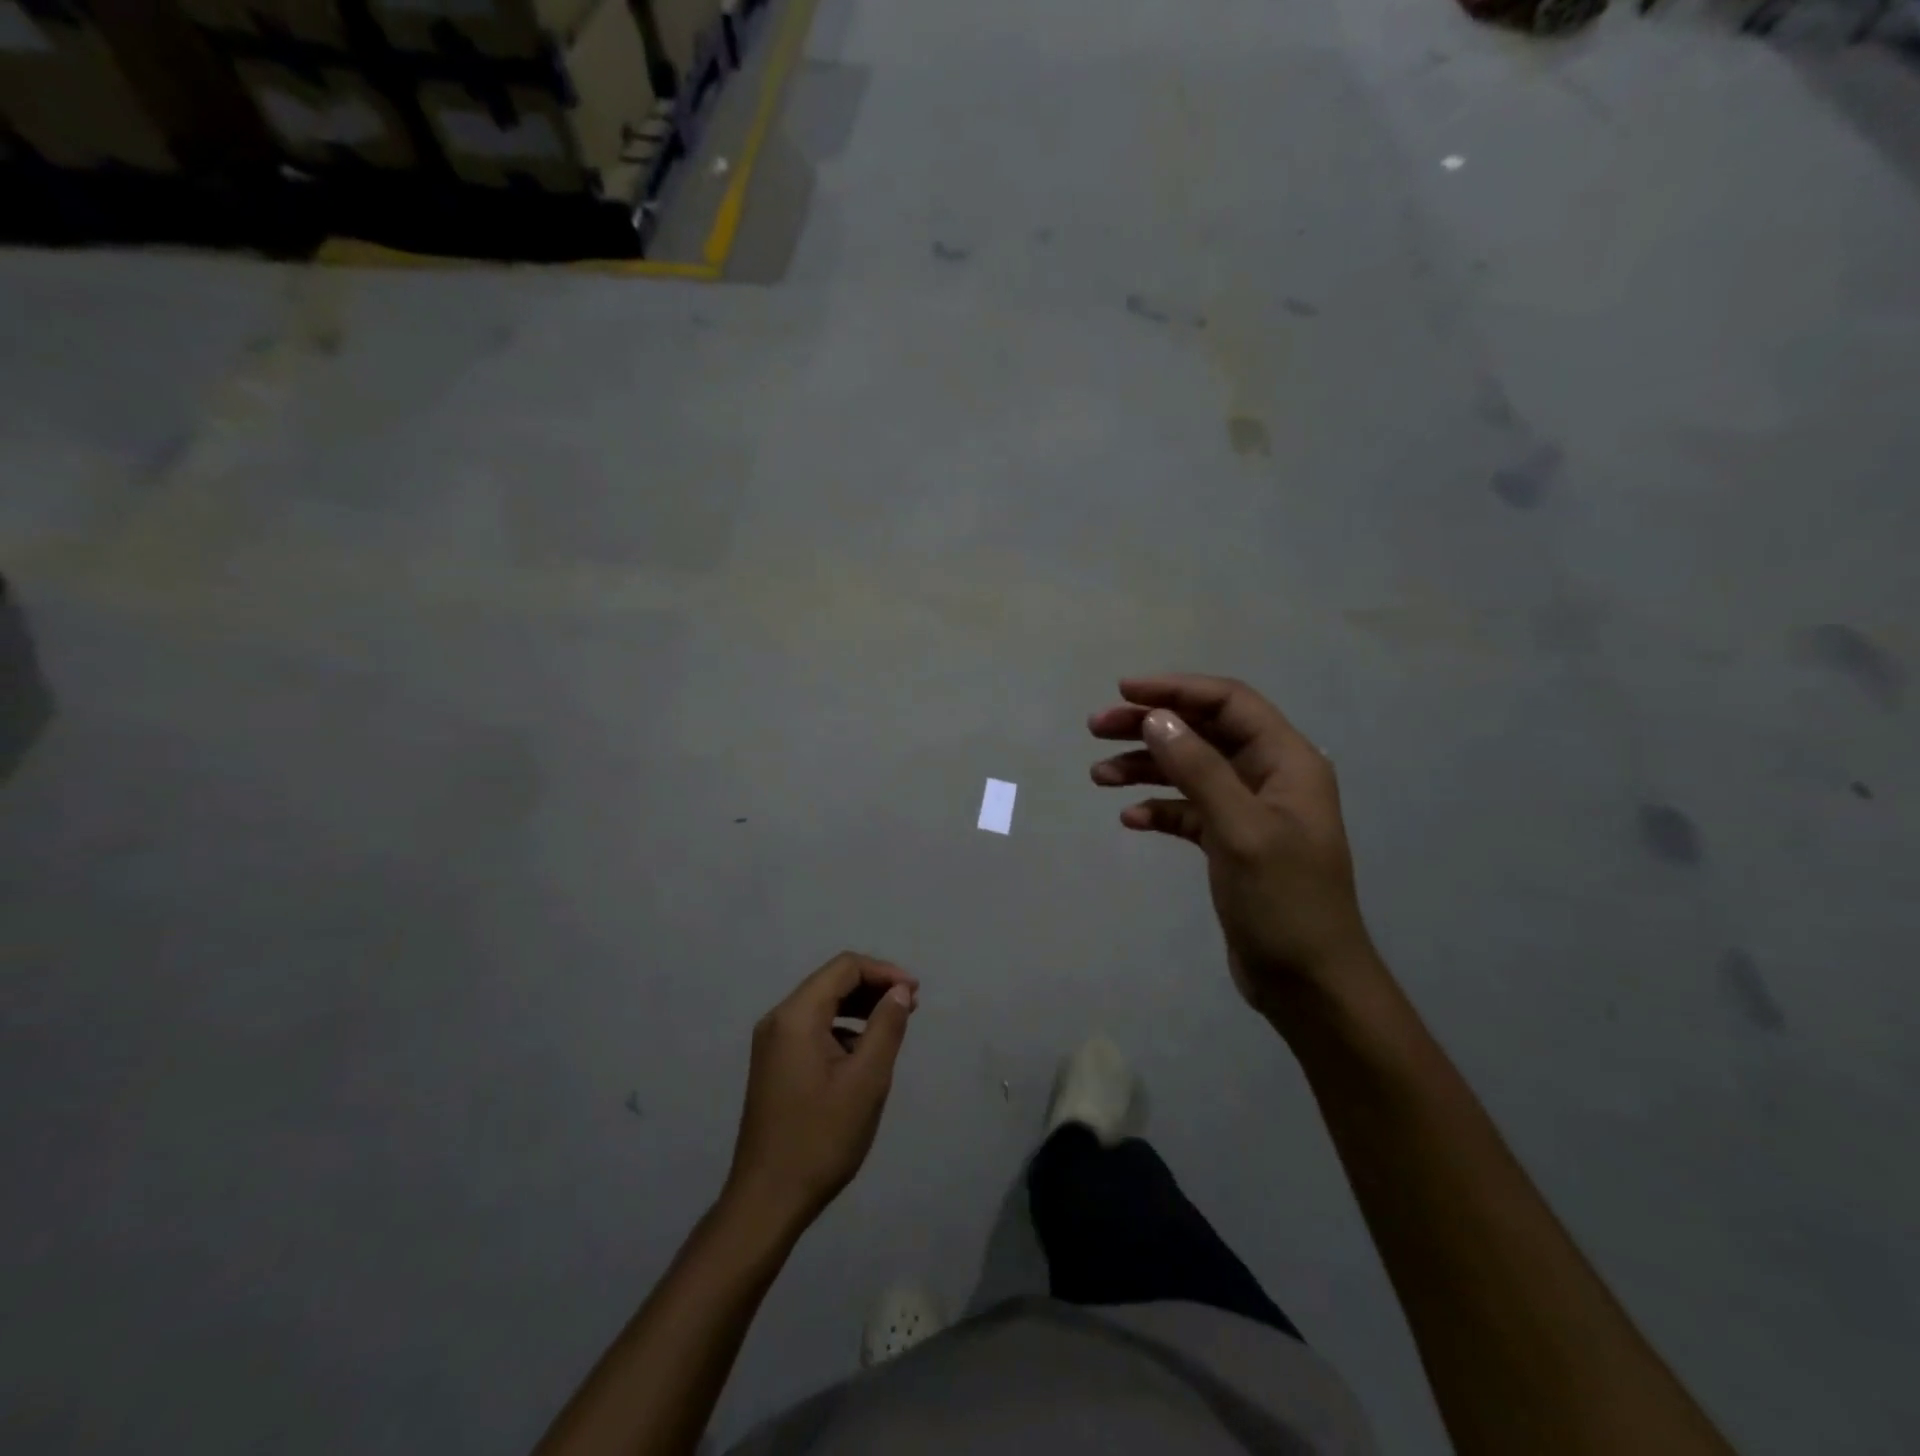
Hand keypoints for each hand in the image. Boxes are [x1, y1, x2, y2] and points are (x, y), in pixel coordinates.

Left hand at [724, 953, 918, 1231]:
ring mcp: (772, 1042)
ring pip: (823, 1004)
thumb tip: (900, 991)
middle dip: (873, 987)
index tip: (915, 992)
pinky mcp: (774, 1064)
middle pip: (831, 982)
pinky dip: (842, 1028)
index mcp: (796, 1016)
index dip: (884, 972)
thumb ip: (886, 1027)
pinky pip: (813, 1028)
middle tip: (911, 1006)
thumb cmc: (821, 1138)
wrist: (767, 1200)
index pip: (844, 968)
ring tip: (895, 1024)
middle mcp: (778, 1019)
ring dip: (860, 1007)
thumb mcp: (866, 1081)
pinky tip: (864, 1052)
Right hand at [1089, 674, 1375, 1014]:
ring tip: (1099, 776)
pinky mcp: (1231, 842)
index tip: (1124, 692)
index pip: (1228, 703)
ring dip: (1145, 767)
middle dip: (1150, 726)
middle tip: (1096, 728)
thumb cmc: (1284, 902)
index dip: (1176, 690)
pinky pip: (1188, 811)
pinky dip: (1159, 809)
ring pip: (1190, 771)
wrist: (1309, 983)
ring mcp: (1249, 810)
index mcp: (1287, 761)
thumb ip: (1198, 769)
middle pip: (1203, 732)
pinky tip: (1131, 820)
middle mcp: (1269, 777)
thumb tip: (1154, 718)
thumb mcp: (1240, 830)